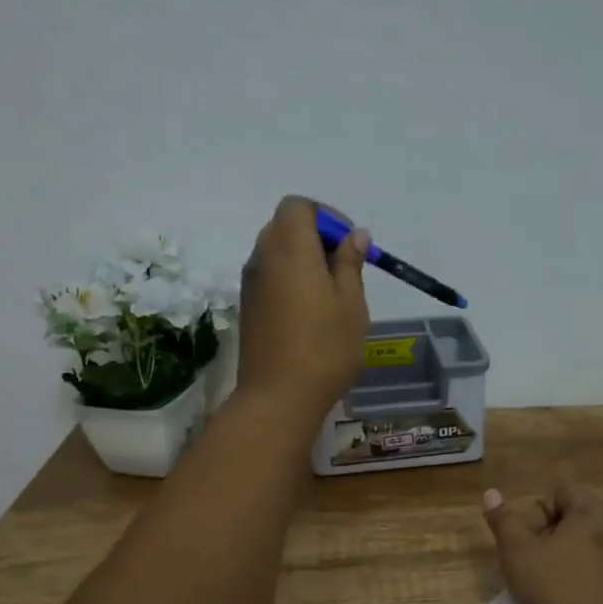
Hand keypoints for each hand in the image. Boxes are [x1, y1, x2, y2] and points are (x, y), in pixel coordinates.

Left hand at [237, 196, 369, 419]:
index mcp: (290, 248)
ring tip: (332, 293)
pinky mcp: (248, 307)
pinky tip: (311, 312)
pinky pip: (270, 277)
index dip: (327, 216)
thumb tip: (354, 235)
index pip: (299, 206)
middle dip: (316, 236)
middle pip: (285, 226)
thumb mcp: (351, 304)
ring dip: (303, 259)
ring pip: (276, 252)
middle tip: (345, 268)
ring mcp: (251, 284)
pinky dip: (290, 279)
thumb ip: (350, 263)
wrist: (278, 397)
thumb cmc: (325, 348)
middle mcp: (263, 257)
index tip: (350, 244)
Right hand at [484, 482, 602, 603]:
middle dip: (551, 537)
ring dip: (570, 561)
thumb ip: (504, 521)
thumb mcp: (518, 554)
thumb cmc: (559, 592)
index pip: (562, 492)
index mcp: (594, 513)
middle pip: (578, 519)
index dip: (536, 513)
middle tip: (532, 567)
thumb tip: (492, 493)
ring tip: (550, 590)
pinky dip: (588, 583)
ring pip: (593, 549)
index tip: (524, 544)